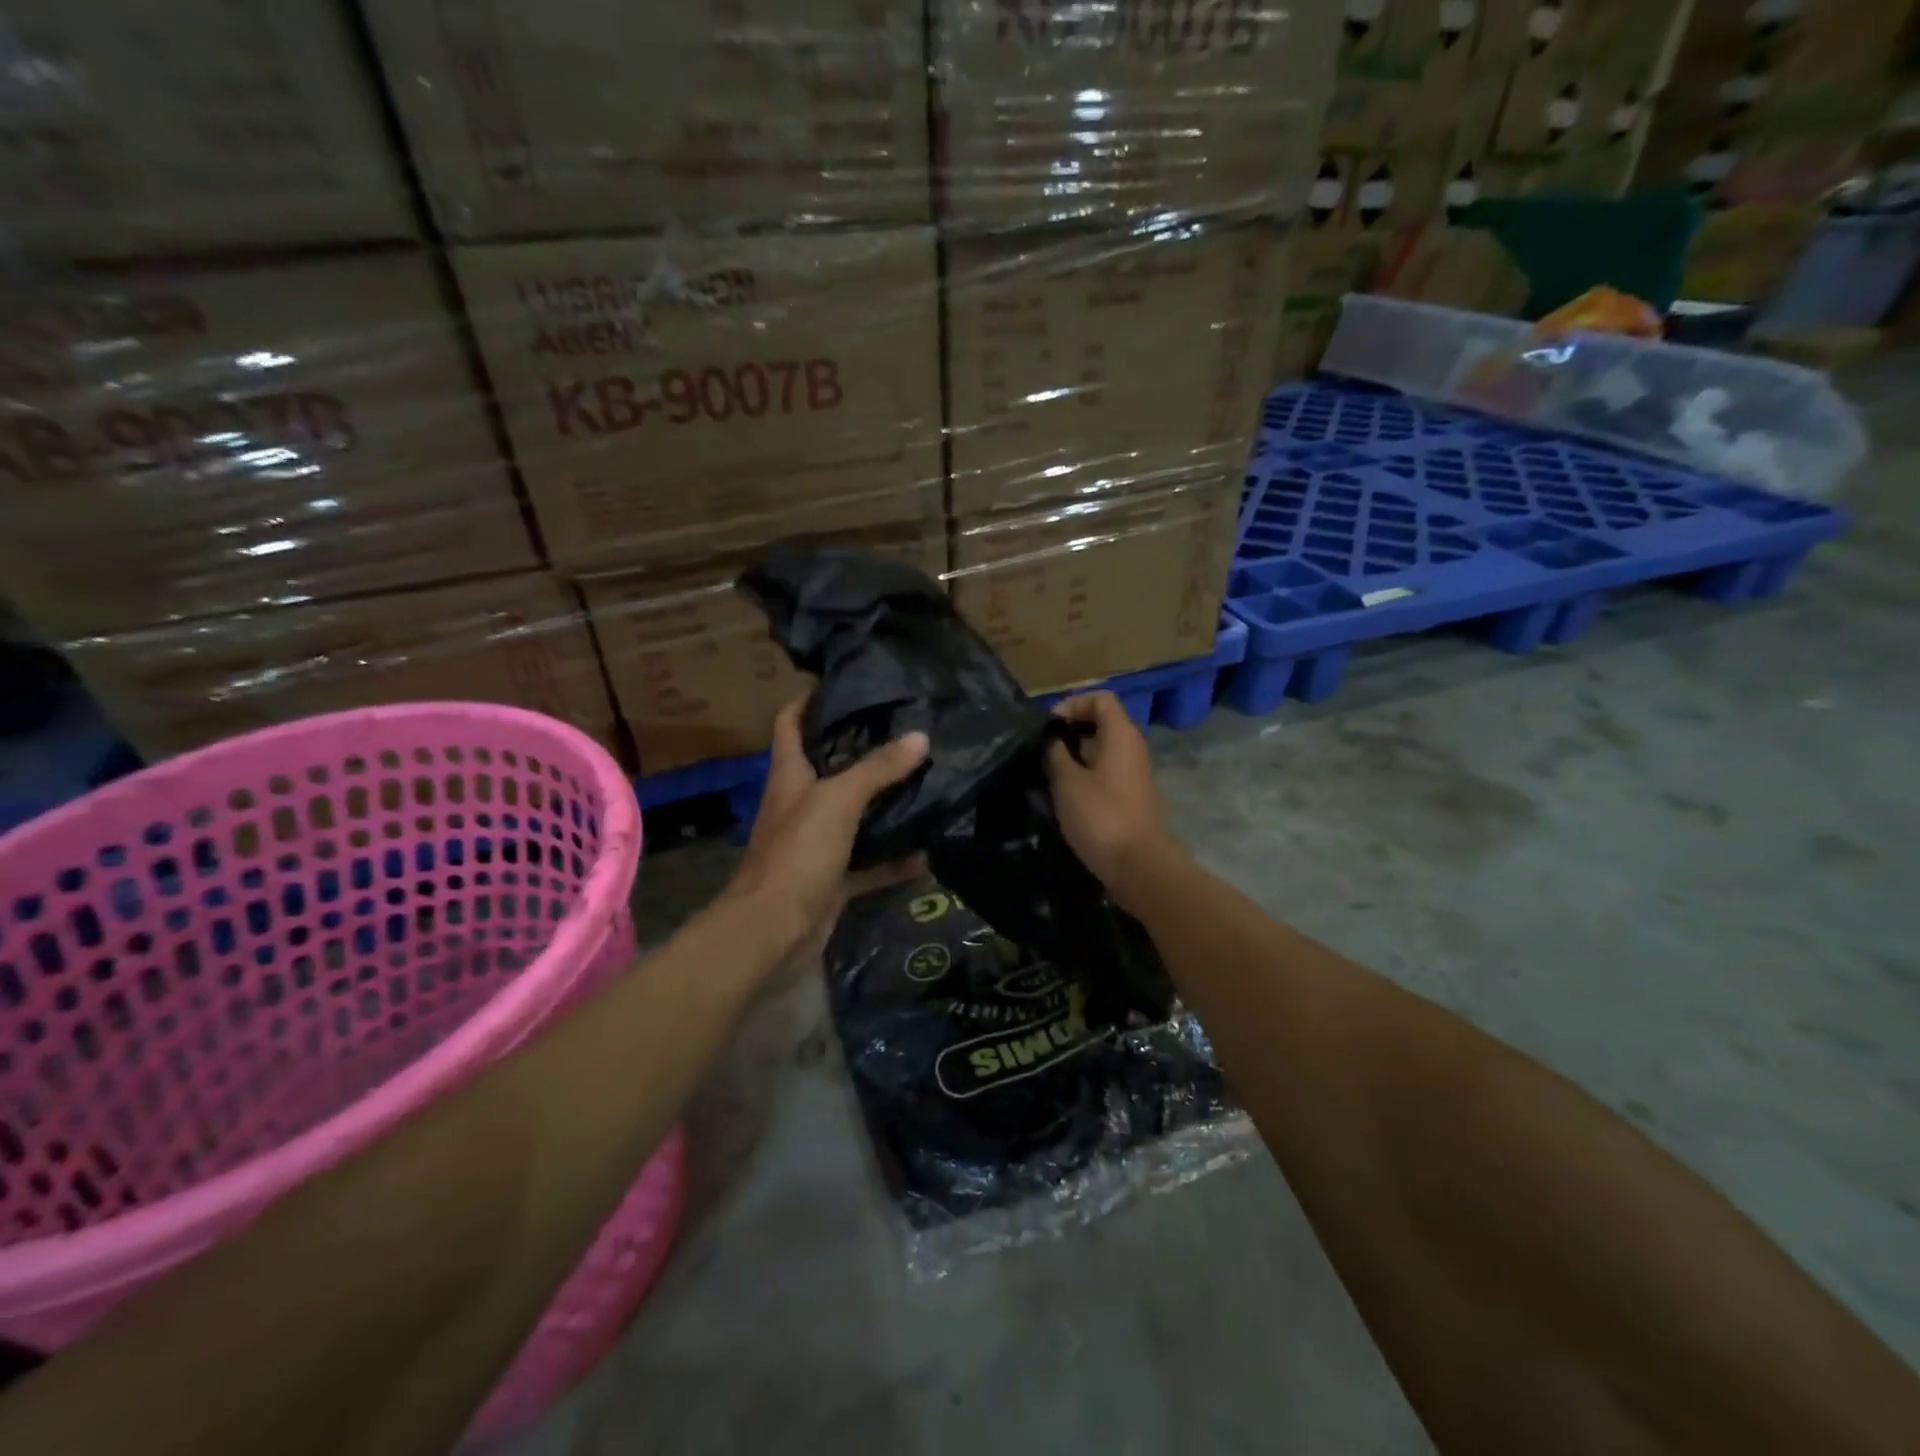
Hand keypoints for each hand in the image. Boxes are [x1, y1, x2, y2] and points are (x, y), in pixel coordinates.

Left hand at [722, 698, 929, 978]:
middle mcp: (801, 805)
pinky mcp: (832, 880)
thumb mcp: (837, 801)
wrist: (772, 932)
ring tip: (926, 780)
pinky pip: (870, 864)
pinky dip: (895, 860)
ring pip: (855, 817)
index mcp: (790, 776)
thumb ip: (878, 769)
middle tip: (907, 730)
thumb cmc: (797, 853)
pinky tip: (929, 851)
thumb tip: (920, 736)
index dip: (810, 700)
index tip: (845, 682)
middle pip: (830, 768)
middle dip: (863, 750)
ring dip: (885, 805)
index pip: (791, 724)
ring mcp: (817, 844)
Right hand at [1045, 692, 1170, 899]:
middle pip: (1100, 724)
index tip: (1048, 725)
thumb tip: (1051, 741)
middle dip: (1068, 732)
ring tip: (1043, 774)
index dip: (1072, 704)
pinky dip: (1081, 777)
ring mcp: (1132, 774)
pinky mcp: (1128, 797)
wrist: (1137, 864)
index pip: (1100, 699)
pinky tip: (1058, 796)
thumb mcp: (1067, 781)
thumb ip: (1055, 754)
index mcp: (1120, 735)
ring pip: (1099, 752)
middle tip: (1041, 749)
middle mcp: (1131, 748)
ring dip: (1072, 758)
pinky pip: (1102, 774)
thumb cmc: (1100, 815)